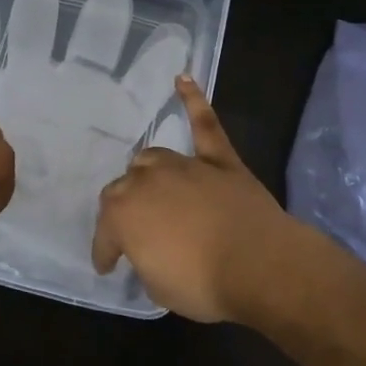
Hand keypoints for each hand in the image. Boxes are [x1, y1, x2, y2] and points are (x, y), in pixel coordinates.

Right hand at [91, 75, 302, 321]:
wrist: (260, 266)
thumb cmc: (202, 283)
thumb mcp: (157, 286)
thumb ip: (145, 259)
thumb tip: (149, 250)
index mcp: (122, 212)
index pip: (105, 233)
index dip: (104, 251)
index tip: (107, 267)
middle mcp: (145, 180)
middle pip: (124, 187)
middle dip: (125, 209)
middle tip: (135, 230)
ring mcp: (184, 165)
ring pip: (153, 157)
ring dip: (148, 173)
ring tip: (151, 186)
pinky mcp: (220, 160)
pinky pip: (204, 124)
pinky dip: (193, 100)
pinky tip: (183, 78)